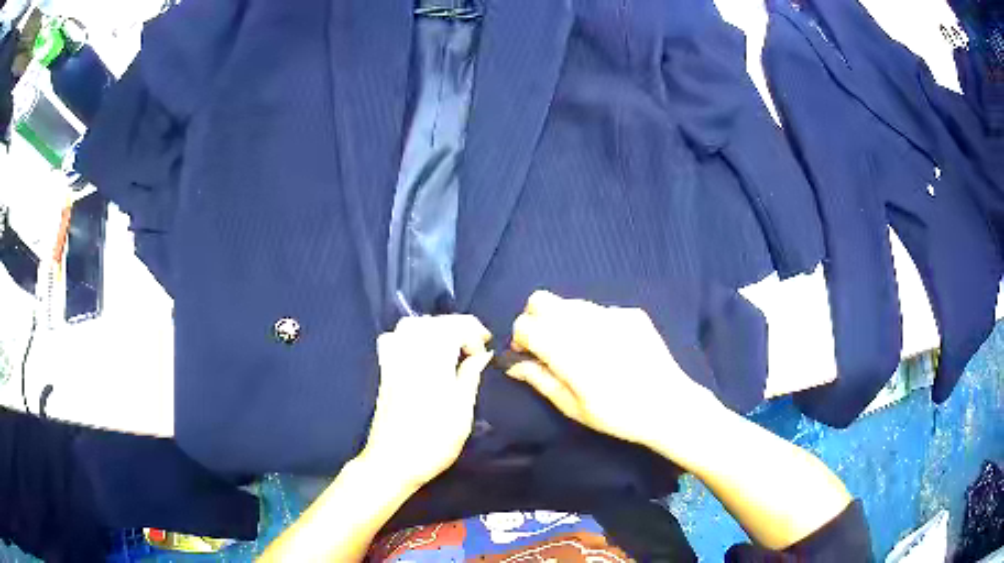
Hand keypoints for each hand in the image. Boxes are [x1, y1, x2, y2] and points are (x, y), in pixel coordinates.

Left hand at [361, 315, 492, 489]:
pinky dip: (408, 336)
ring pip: (411, 325)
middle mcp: (410, 353)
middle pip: (433, 322)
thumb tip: (483, 354)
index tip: (485, 350)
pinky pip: (392, 338)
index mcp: (432, 362)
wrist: (393, 462)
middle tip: (474, 346)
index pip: (454, 326)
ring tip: (450, 346)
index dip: (473, 331)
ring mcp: (392, 361)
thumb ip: (470, 376)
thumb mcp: (462, 411)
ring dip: (434, 328)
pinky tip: (419, 351)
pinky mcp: (384, 371)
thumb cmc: (433, 441)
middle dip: (457, 326)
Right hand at [508, 291, 724, 452]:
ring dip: (563, 320)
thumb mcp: (573, 407)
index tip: (527, 353)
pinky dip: (592, 323)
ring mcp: (612, 314)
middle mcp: (587, 324)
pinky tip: (609, 348)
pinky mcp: (631, 313)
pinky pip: (599, 309)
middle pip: (541, 300)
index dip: (519, 337)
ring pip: (570, 302)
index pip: (525, 324)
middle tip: (546, 344)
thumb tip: (513, 364)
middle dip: (536, 319)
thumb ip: (540, 380)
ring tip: (579, 347)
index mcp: (569, 352)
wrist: (669, 406)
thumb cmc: (617, 415)